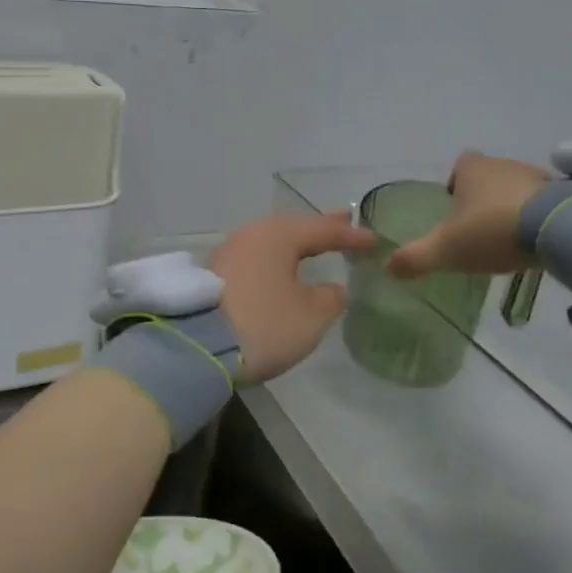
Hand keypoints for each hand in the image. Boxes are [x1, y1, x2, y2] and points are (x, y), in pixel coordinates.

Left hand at [211, 212, 372, 383]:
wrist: (197, 347)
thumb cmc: (264, 325)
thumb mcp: (310, 315)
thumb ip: (329, 298)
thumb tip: (330, 289)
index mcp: (279, 235)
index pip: (323, 230)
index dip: (351, 236)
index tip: (374, 240)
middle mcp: (252, 234)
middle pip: (294, 229)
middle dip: (321, 230)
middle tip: (345, 225)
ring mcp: (230, 252)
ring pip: (272, 242)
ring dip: (296, 244)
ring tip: (315, 245)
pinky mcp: (215, 274)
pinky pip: (257, 259)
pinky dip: (276, 260)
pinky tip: (282, 268)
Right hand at [387, 151, 551, 279]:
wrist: (560, 228)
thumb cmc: (493, 230)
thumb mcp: (446, 249)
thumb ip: (416, 258)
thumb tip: (388, 267)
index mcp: (472, 169)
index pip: (460, 165)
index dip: (456, 183)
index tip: (455, 206)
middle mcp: (504, 164)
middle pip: (489, 176)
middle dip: (484, 198)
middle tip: (479, 229)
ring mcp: (538, 176)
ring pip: (518, 188)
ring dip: (513, 207)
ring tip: (510, 238)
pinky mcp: (566, 193)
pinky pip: (547, 203)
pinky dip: (540, 217)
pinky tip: (539, 241)